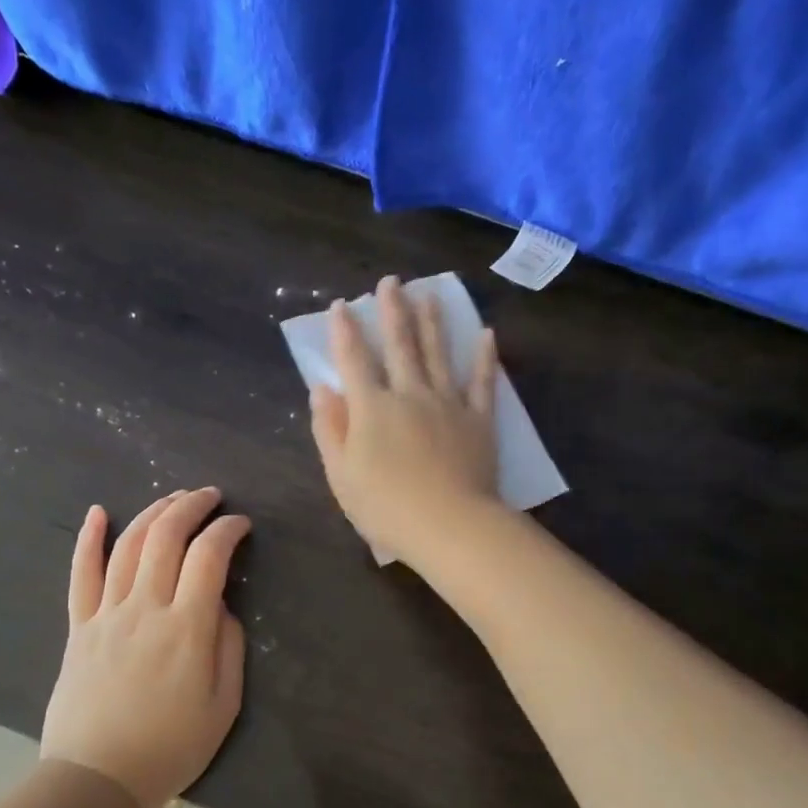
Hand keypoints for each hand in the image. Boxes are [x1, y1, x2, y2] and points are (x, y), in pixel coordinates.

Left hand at [40, 489, 249, 807]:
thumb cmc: (171, 748)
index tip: (241, 525)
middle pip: (166, 538)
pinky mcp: (79, 627)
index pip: (209, 557)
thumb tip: (221, 607)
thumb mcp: (224, 706)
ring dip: (153, 513)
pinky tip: (99, 513)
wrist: (98, 778)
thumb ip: (229, 648)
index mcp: (187, 629)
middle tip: (210, 496)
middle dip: (191, 507)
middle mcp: (145, 609)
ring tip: (173, 499)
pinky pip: (81, 574)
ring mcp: (106, 615)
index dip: (227, 531)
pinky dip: (88, 539)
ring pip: (128, 546)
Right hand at [309, 276, 501, 565]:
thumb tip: (321, 389)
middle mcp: (410, 394)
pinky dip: (485, 357)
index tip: (341, 305)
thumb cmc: (385, 507)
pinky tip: (486, 334)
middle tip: (391, 281)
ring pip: (439, 353)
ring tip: (429, 294)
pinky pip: (483, 382)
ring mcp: (448, 404)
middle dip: (392, 311)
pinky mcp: (479, 420)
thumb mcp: (341, 475)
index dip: (344, 331)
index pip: (353, 361)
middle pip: (399, 345)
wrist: (448, 525)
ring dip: (433, 321)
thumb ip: (330, 429)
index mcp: (372, 409)